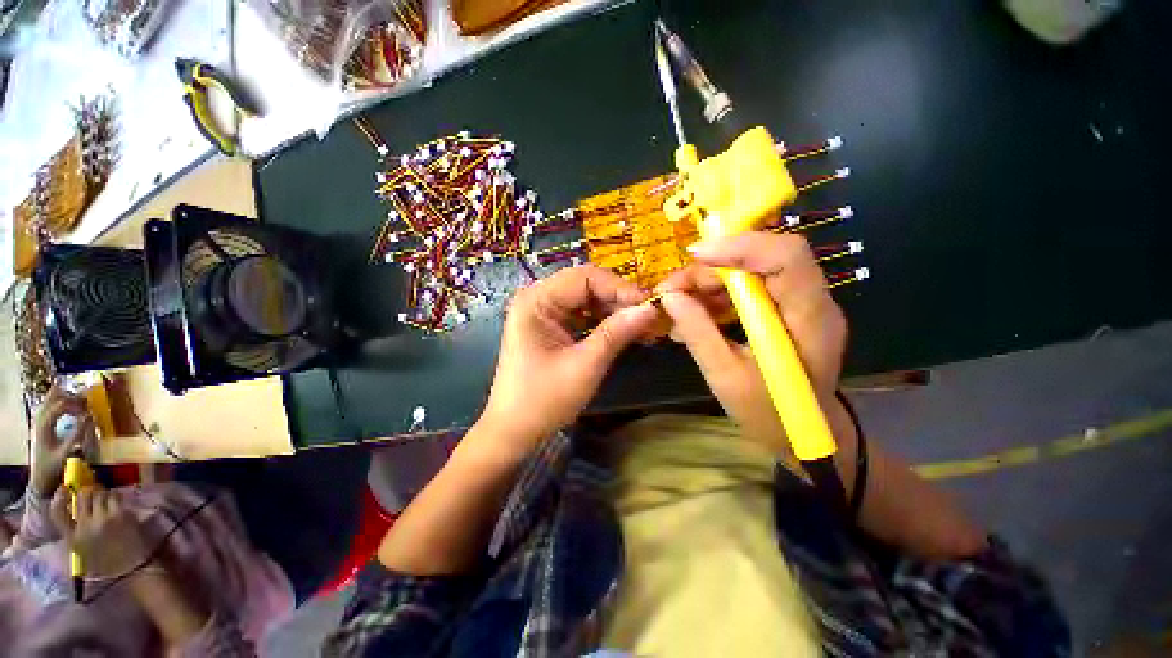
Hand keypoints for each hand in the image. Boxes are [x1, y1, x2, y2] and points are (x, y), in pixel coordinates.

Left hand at [30, 387, 95, 497]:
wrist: (40, 478)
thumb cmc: (53, 467)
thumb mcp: (66, 452)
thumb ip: (77, 434)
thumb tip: (90, 416)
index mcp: (44, 425)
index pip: (60, 404)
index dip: (76, 404)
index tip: (90, 409)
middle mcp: (39, 419)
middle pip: (53, 396)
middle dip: (71, 396)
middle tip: (87, 403)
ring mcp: (39, 421)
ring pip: (52, 399)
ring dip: (68, 399)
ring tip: (82, 406)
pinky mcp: (42, 424)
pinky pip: (52, 407)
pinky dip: (63, 405)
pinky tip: (73, 412)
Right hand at [51, 486, 151, 578]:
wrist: (131, 569)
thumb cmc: (106, 563)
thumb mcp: (81, 552)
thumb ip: (74, 532)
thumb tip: (71, 509)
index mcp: (72, 538)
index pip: (57, 513)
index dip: (58, 498)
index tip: (64, 489)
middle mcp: (85, 526)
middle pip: (83, 497)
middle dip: (87, 491)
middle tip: (92, 492)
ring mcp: (104, 519)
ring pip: (100, 493)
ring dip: (102, 493)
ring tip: (105, 499)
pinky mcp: (121, 514)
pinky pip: (115, 497)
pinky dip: (114, 497)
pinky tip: (115, 502)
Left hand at [480, 265, 658, 453]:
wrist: (514, 431)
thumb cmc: (544, 400)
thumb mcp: (585, 365)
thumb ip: (617, 332)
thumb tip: (650, 309)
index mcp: (537, 301)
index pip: (585, 277)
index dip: (620, 287)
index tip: (649, 305)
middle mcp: (537, 298)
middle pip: (586, 285)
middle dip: (618, 299)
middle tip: (648, 317)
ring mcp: (542, 312)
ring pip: (586, 299)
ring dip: (613, 310)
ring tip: (641, 326)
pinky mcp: (549, 326)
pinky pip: (581, 314)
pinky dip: (603, 321)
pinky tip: (623, 332)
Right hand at [655, 232, 847, 452]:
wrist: (801, 436)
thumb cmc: (769, 414)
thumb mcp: (726, 376)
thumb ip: (698, 333)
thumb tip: (670, 297)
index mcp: (809, 318)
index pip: (786, 257)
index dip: (740, 246)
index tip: (694, 256)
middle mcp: (811, 301)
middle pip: (761, 260)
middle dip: (710, 269)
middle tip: (670, 290)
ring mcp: (799, 304)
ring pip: (750, 272)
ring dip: (708, 282)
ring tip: (675, 303)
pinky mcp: (783, 311)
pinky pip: (747, 289)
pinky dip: (716, 296)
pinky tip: (693, 314)